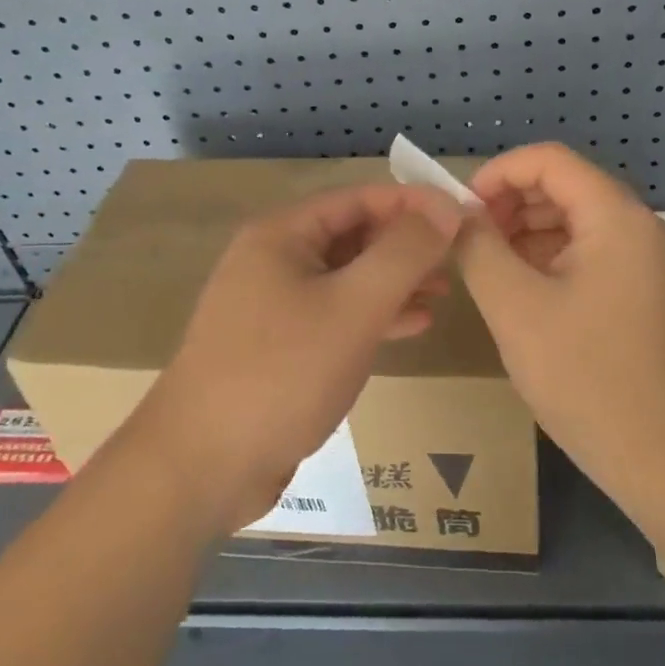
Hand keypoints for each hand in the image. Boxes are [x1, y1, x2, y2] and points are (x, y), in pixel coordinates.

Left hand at [132, 183, 463, 532]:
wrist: (202, 467)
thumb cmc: (282, 373)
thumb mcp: (354, 306)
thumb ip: (404, 252)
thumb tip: (446, 208)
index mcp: (282, 235)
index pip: (359, 198)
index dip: (413, 203)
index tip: (462, 217)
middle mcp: (274, 260)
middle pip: (353, 235)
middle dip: (406, 245)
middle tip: (458, 260)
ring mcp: (273, 305)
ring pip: (347, 277)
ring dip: (395, 281)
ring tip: (443, 293)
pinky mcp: (279, 347)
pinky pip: (336, 315)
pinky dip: (374, 316)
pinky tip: (414, 326)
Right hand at [457, 143, 664, 515]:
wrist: (664, 459)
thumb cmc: (586, 377)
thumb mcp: (515, 307)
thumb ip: (478, 248)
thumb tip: (456, 214)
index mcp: (616, 217)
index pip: (549, 160)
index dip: (498, 173)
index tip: (461, 209)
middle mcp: (638, 226)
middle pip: (564, 186)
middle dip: (510, 203)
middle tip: (468, 239)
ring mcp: (645, 260)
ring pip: (574, 219)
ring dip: (526, 230)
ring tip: (486, 264)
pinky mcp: (642, 290)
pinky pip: (589, 251)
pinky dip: (549, 257)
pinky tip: (519, 287)